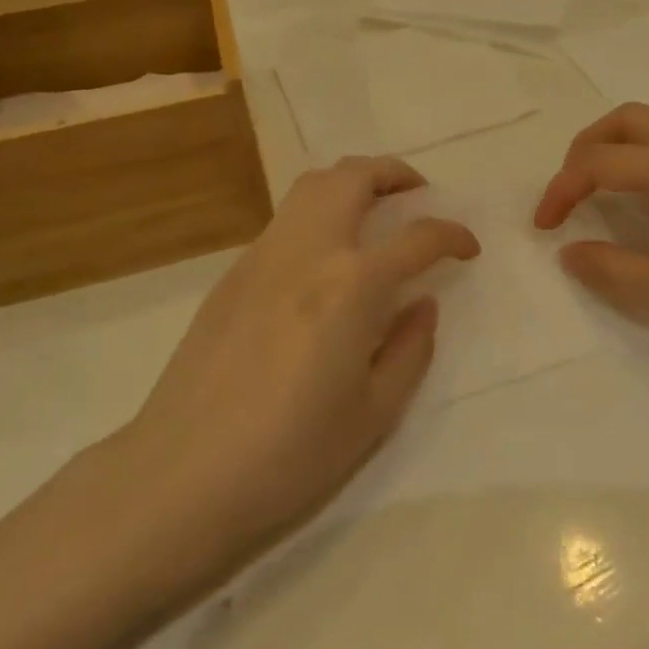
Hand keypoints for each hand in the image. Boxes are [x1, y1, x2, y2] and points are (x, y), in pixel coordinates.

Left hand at [111, 157, 478, 583]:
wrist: (181, 475)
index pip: (416, 238)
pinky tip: (323, 259)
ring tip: (374, 211)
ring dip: (351, 183)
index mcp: (351, 286)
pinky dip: (317, 215)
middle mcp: (308, 252)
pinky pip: (285, 221)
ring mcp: (262, 256)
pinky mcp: (231, 274)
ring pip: (311, 186)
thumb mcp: (374, 413)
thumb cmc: (290, 454)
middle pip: (353, 177)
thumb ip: (410, 348)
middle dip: (395, 173)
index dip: (451, 235)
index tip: (467, 247)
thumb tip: (423, 304)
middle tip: (417, 195)